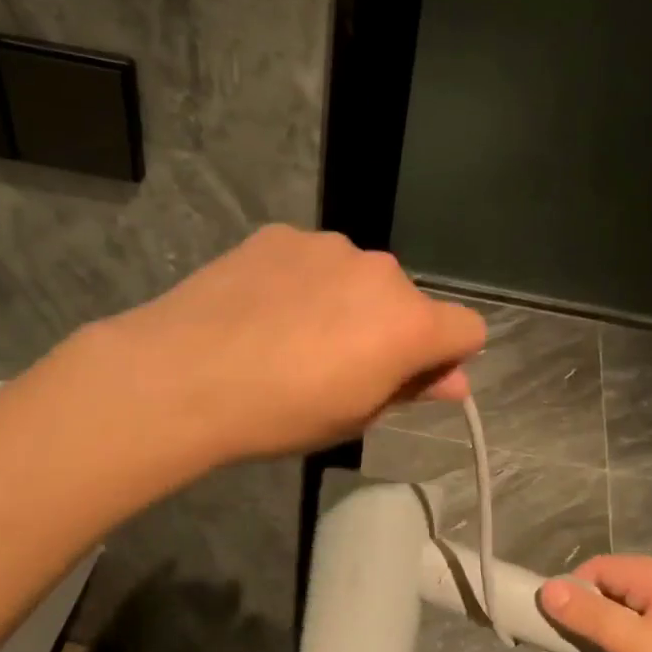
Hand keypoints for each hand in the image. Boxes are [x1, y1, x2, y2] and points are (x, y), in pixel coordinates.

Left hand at [102, 225, 487, 461]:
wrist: (184, 375)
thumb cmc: (281, 413)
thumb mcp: (355, 417)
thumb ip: (411, 390)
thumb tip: (454, 382)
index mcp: (410, 323)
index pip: (468, 329)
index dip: (446, 357)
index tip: (408, 379)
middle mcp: (381, 271)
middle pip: (408, 300)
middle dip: (388, 328)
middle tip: (336, 364)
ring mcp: (330, 245)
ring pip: (359, 276)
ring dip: (345, 300)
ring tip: (290, 334)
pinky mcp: (282, 234)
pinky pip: (312, 259)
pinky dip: (302, 280)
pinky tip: (261, 308)